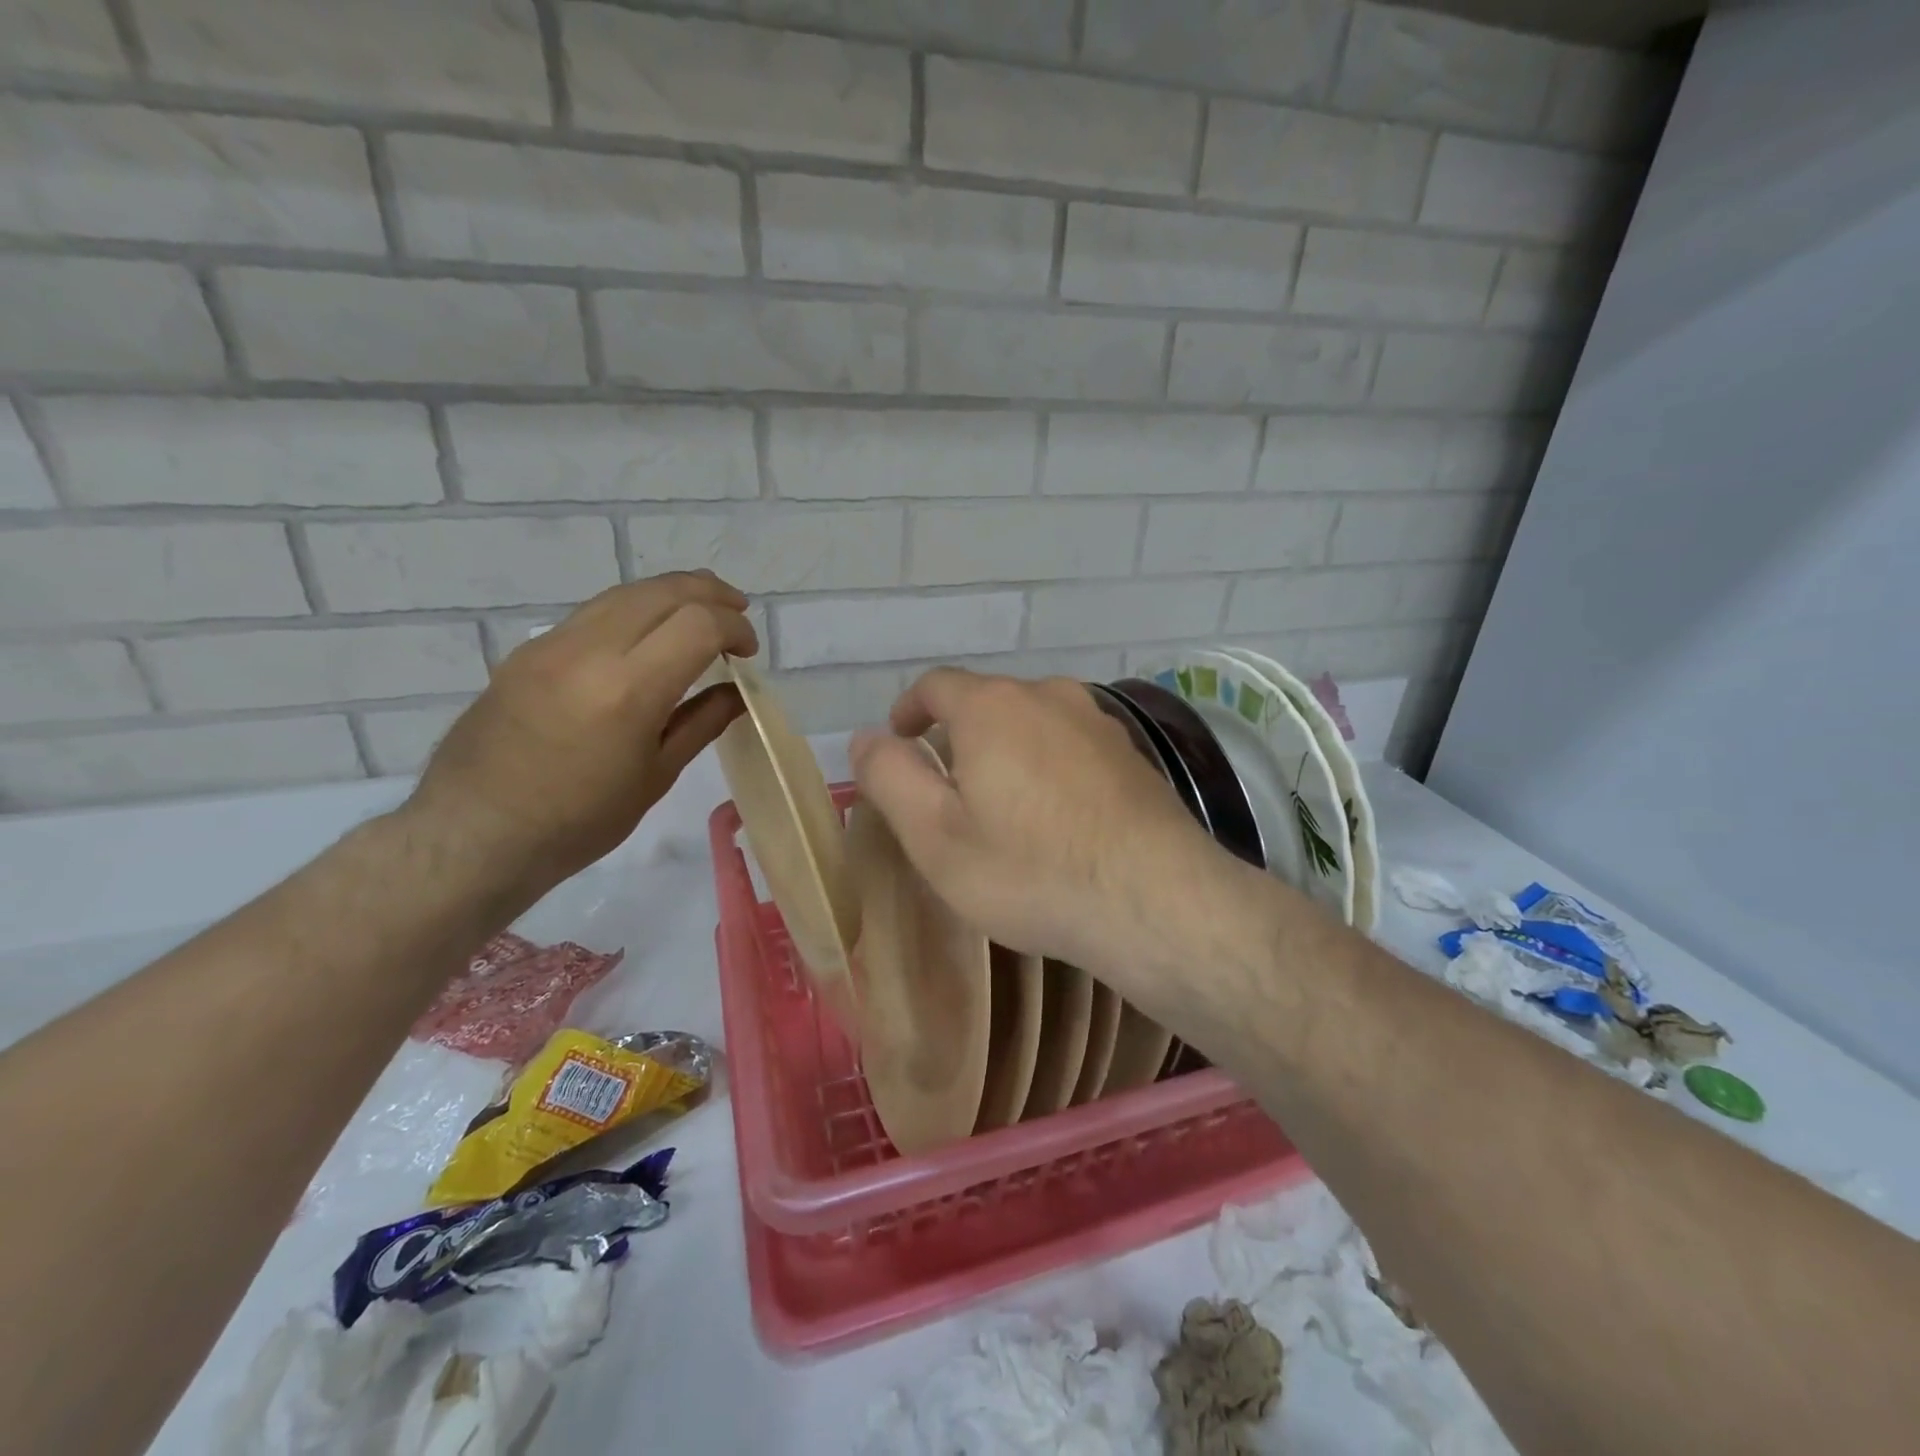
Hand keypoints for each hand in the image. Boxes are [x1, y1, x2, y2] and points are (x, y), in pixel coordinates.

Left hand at [403, 571, 756, 905]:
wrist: (475, 834)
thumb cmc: (579, 821)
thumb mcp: (655, 777)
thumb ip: (701, 722)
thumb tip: (737, 692)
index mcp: (628, 690)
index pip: (698, 624)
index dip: (734, 628)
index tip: (748, 652)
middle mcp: (589, 651)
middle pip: (663, 592)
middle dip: (710, 594)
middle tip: (737, 613)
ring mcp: (551, 645)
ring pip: (625, 593)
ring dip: (672, 594)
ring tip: (700, 612)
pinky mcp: (527, 651)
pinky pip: (593, 613)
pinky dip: (635, 611)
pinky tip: (647, 636)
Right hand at [850, 668, 1226, 988]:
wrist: (1156, 900)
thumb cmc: (1031, 870)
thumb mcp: (936, 835)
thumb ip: (891, 777)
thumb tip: (867, 738)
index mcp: (993, 706)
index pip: (935, 684)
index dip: (909, 710)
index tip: (900, 741)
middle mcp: (1048, 695)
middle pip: (987, 703)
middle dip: (957, 738)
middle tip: (947, 792)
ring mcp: (1098, 722)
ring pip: (1032, 724)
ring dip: (1006, 753)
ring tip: (1001, 809)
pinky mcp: (1131, 754)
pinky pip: (1071, 747)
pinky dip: (1048, 768)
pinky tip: (1056, 819)